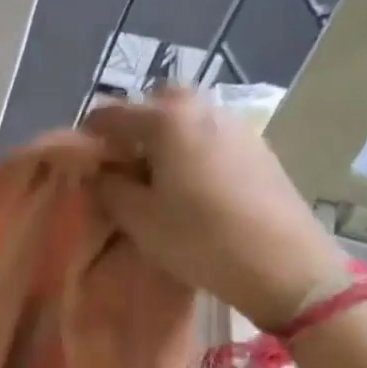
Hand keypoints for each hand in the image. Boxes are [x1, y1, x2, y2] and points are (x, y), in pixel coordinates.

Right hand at [84, 89, 349, 329]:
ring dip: (165, 134)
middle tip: (122, 161)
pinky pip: (211, 134)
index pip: (110, 113)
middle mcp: (202, 111)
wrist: (285, 266)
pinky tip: (191, 183)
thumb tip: (101, 171)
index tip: (81, 162)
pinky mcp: (259, 148)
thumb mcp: (138, 218)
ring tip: (156, 175)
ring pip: (188, 116)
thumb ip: (109, 186)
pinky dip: (192, 147)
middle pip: (156, 100)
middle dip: (134, 123)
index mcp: (166, 121)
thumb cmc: (199, 239)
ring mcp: (236, 127)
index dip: (88, 135)